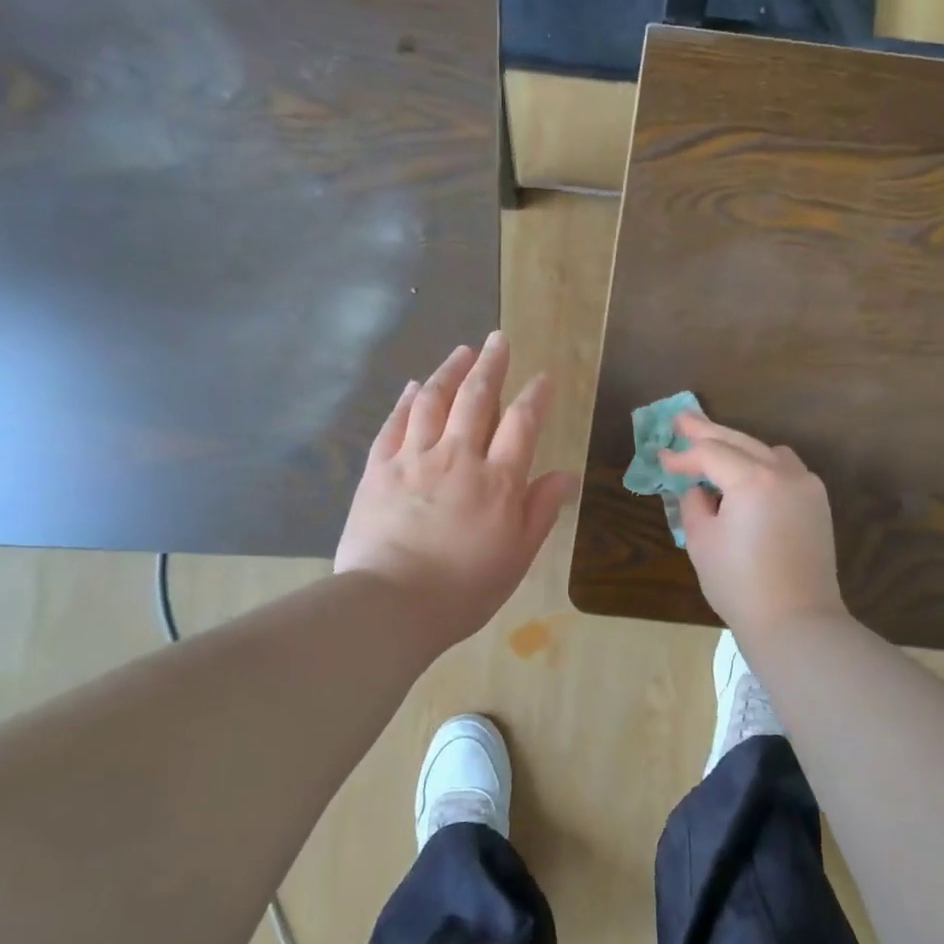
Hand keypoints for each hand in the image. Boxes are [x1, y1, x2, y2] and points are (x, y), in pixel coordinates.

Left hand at [335, 332, 574, 649]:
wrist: (390, 604)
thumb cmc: (463, 589)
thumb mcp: (516, 557)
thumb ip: (540, 511)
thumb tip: (565, 475)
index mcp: (498, 481)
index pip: (522, 424)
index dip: (535, 396)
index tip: (543, 377)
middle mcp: (458, 457)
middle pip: (476, 398)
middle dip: (491, 364)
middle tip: (498, 339)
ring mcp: (414, 458)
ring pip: (434, 400)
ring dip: (450, 371)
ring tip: (461, 351)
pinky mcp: (378, 468)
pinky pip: (395, 423)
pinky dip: (407, 400)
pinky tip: (414, 386)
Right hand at [661, 414, 846, 637]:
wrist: (795, 621)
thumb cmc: (739, 584)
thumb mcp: (702, 542)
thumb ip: (695, 505)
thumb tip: (699, 491)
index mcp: (754, 480)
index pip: (711, 454)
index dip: (683, 456)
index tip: (661, 458)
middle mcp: (785, 473)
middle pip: (740, 442)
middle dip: (708, 432)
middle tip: (682, 419)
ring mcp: (807, 487)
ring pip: (768, 451)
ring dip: (739, 447)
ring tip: (714, 447)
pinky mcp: (817, 505)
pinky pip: (787, 470)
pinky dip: (763, 465)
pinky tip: (747, 474)